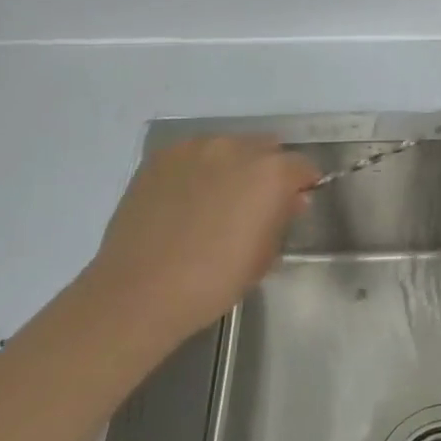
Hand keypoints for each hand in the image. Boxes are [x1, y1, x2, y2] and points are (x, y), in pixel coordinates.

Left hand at [86, 136, 319, 336]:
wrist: (138, 292)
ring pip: (228, 148)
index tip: (293, 204)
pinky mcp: (161, 157)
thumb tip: (291, 199)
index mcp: (271, 173)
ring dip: (232, 166)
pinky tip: (185, 200)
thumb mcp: (264, 256)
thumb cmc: (213, 281)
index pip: (302, 166)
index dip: (302, 185)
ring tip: (215, 201)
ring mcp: (195, 148)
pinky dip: (198, 170)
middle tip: (253, 203)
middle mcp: (236, 148)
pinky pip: (193, 155)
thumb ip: (282, 218)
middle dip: (268, 170)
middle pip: (266, 148)